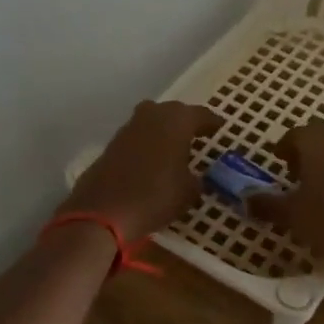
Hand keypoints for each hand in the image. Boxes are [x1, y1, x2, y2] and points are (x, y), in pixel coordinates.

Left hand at [61, 100, 223, 241]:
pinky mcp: (112, 143)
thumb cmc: (156, 196)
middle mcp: (152, 115)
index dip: (212, 122)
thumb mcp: (189, 192)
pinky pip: (138, 137)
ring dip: (165, 131)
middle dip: (186, 122)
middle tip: (198, 136)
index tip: (220, 128)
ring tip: (176, 149)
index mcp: (177, 120)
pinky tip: (153, 160)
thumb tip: (196, 179)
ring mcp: (129, 127)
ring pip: (153, 121)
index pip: (201, 114)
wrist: (103, 211)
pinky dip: (148, 144)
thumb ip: (197, 180)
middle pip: (174, 112)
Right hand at [248, 120, 323, 264]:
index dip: (284, 148)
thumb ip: (266, 204)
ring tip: (315, 186)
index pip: (294, 134)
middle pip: (318, 136)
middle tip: (294, 173)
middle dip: (305, 150)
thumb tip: (245, 198)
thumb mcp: (292, 214)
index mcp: (315, 140)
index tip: (278, 161)